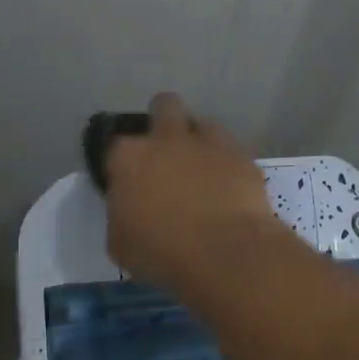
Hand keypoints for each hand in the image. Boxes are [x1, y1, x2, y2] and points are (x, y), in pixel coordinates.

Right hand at [103, 92, 282, 288]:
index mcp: (129, 158)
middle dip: (164, 120)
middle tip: (166, 153)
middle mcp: (168, 139)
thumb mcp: (120, 244)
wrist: (225, 254)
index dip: (122, 162)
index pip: (115, 145)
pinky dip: (228, 165)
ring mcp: (209, 144)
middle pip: (164, 106)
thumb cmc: (162, 253)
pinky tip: (229, 188)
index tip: (128, 181)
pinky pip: (232, 152)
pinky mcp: (243, 158)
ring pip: (203, 124)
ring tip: (202, 171)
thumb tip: (129, 211)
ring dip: (199, 142)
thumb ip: (121, 215)